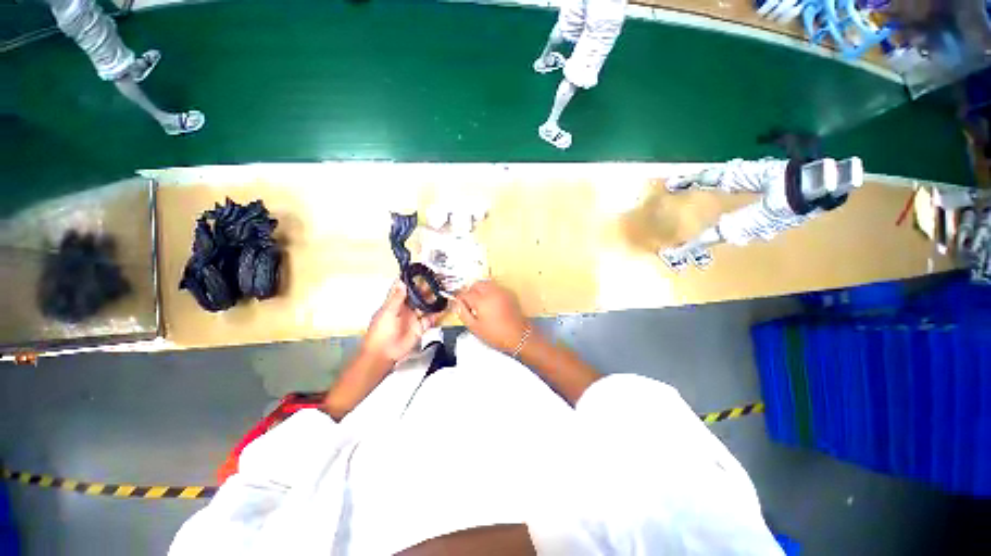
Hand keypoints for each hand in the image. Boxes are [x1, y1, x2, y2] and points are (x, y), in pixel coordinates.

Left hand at [362, 281, 444, 362]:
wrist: (383, 354)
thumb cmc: (380, 333)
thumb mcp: (387, 312)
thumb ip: (397, 298)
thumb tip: (402, 282)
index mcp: (395, 303)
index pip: (403, 288)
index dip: (410, 279)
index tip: (419, 270)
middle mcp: (406, 308)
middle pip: (418, 295)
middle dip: (427, 287)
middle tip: (437, 279)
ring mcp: (414, 317)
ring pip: (426, 305)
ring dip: (434, 299)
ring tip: (444, 290)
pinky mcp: (421, 327)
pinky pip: (431, 318)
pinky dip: (438, 313)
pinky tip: (445, 307)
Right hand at [454, 281, 531, 353]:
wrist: (519, 336)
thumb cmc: (496, 335)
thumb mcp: (475, 328)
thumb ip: (463, 313)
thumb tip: (456, 304)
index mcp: (482, 301)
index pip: (465, 293)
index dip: (459, 297)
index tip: (456, 302)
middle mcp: (492, 292)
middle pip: (476, 284)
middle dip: (470, 290)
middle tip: (468, 302)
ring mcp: (502, 291)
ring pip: (486, 283)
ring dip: (479, 289)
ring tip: (478, 302)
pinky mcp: (509, 293)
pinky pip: (495, 287)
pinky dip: (489, 291)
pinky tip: (490, 302)